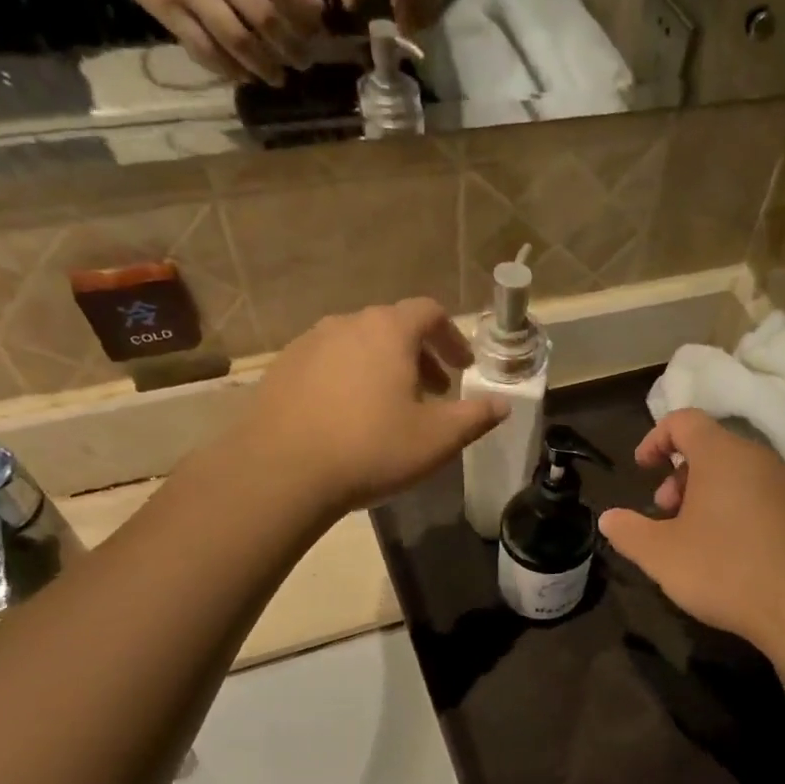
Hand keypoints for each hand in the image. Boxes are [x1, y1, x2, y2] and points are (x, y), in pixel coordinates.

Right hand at [76, 0, 324, 82]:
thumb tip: (315, 9)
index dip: (304, 19)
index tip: (317, 38)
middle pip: (263, 17)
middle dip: (290, 48)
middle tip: (303, 65)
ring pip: (237, 39)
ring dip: (264, 66)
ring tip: (278, 78)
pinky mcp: (165, 10)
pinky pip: (205, 50)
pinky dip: (229, 69)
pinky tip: (244, 77)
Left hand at [232, 298, 506, 517]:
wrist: (282, 472)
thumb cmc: (371, 448)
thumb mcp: (438, 439)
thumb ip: (475, 417)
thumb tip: (502, 404)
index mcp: (387, 331)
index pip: (429, 312)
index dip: (453, 337)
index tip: (464, 368)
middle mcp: (346, 324)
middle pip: (392, 326)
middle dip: (421, 355)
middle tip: (435, 391)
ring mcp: (307, 344)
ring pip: (358, 345)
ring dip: (384, 367)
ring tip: (392, 407)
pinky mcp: (282, 369)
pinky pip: (328, 364)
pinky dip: (350, 379)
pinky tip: (350, 418)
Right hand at [598, 411, 784, 650]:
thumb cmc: (726, 569)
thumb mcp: (662, 555)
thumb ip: (629, 532)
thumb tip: (608, 518)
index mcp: (721, 454)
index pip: (684, 420)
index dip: (655, 438)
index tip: (641, 469)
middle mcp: (759, 458)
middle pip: (711, 448)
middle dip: (679, 475)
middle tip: (666, 512)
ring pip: (737, 475)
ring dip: (707, 497)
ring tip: (695, 539)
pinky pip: (761, 497)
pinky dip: (736, 512)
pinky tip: (731, 554)